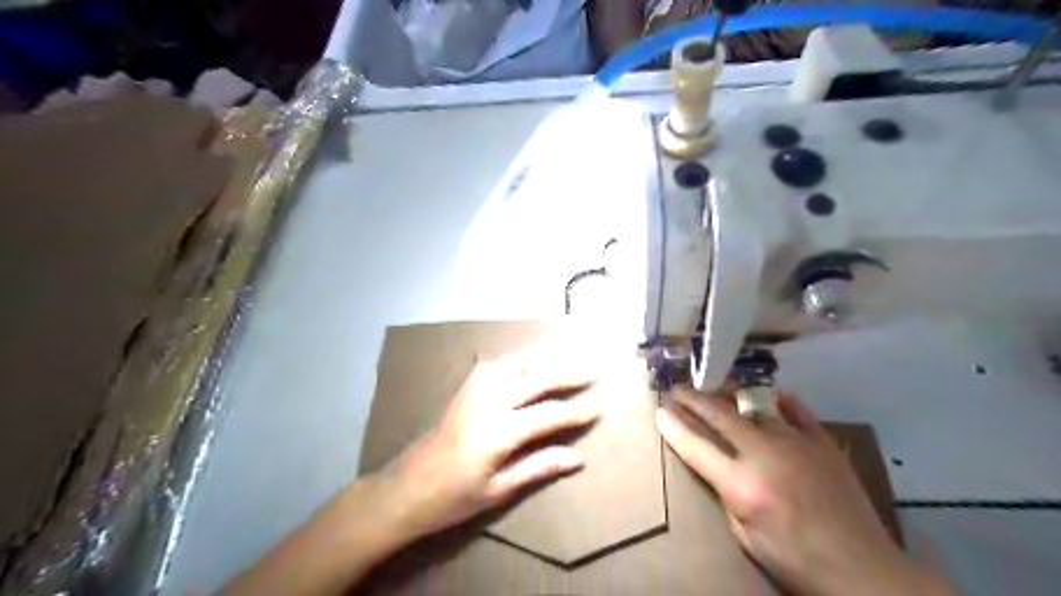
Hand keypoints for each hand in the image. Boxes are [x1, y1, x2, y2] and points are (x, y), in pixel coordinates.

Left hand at [376, 354, 600, 540]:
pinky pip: (496, 364)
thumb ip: (538, 467)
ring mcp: (473, 390)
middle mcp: (488, 401)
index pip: (548, 414)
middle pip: (535, 378)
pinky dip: (517, 360)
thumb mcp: (499, 490)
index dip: (575, 412)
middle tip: (592, 370)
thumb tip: (577, 458)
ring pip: (515, 363)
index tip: (597, 408)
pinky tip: (526, 362)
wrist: (405, 488)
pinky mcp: (464, 388)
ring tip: (565, 359)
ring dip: (543, 360)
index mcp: (499, 431)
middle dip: (567, 374)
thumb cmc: (453, 498)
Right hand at [661, 388, 957, 595]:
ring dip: (728, 395)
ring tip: (714, 386)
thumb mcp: (746, 538)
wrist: (861, 568)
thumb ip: (728, 496)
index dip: (674, 427)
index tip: (659, 410)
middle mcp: (765, 455)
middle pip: (720, 416)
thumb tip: (723, 468)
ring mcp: (796, 443)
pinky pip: (796, 410)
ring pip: (753, 407)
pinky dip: (778, 401)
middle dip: (694, 399)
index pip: (696, 447)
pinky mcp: (822, 442)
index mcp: (743, 485)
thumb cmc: (795, 559)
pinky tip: (769, 396)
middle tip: (677, 388)